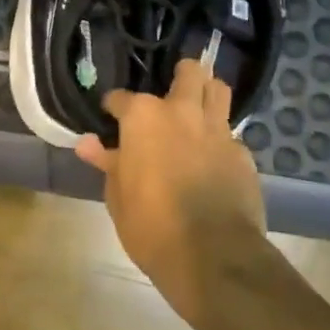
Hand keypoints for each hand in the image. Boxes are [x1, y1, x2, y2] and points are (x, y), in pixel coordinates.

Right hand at [75, 60, 269, 321]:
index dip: (113, 106)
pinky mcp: (242, 153)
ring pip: (218, 89)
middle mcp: (182, 111)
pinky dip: (221, 139)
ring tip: (198, 109)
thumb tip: (88, 144)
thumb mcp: (118, 197)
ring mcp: (217, 129)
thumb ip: (107, 163)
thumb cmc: (151, 226)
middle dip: (180, 75)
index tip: (110, 115)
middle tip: (171, 94)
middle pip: (188, 72)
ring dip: (208, 93)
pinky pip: (231, 133)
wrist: (212, 256)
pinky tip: (214, 158)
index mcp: (144, 117)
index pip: (121, 98)